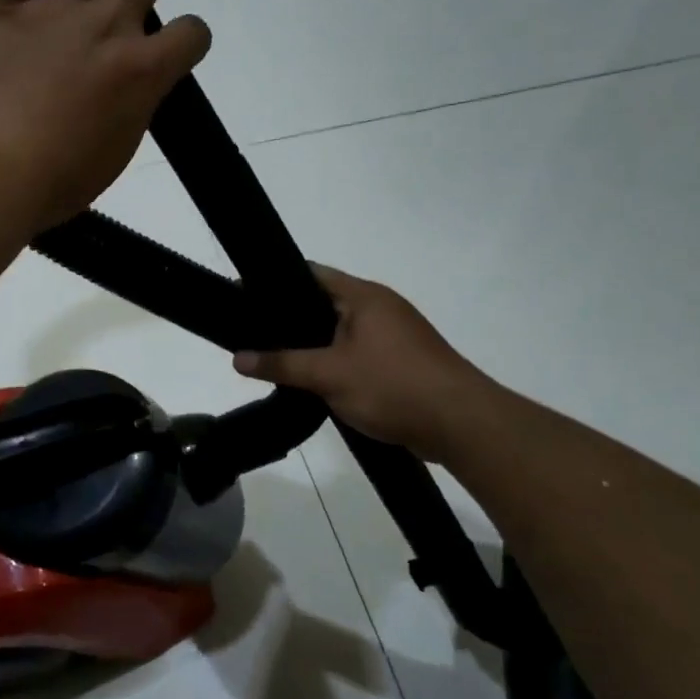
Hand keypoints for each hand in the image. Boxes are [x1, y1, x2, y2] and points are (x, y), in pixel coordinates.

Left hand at [0, 0, 211, 232]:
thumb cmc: (53, 181)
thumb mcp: (112, 156)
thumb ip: (130, 111)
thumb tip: (131, 88)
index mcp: (141, 71)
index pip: (190, 34)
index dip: (190, 38)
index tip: (180, 45)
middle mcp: (107, 26)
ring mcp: (54, 9)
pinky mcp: (2, 6)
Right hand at [233, 265, 497, 461]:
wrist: (462, 425)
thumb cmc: (393, 385)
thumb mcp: (329, 375)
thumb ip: (281, 364)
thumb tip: (237, 359)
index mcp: (364, 296)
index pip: (310, 273)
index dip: (274, 282)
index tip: (242, 295)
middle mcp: (379, 308)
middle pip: (323, 302)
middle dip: (288, 317)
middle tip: (250, 330)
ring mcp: (392, 335)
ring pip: (339, 331)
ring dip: (311, 343)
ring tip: (272, 355)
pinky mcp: (399, 362)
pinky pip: (354, 352)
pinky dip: (331, 360)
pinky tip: (309, 378)